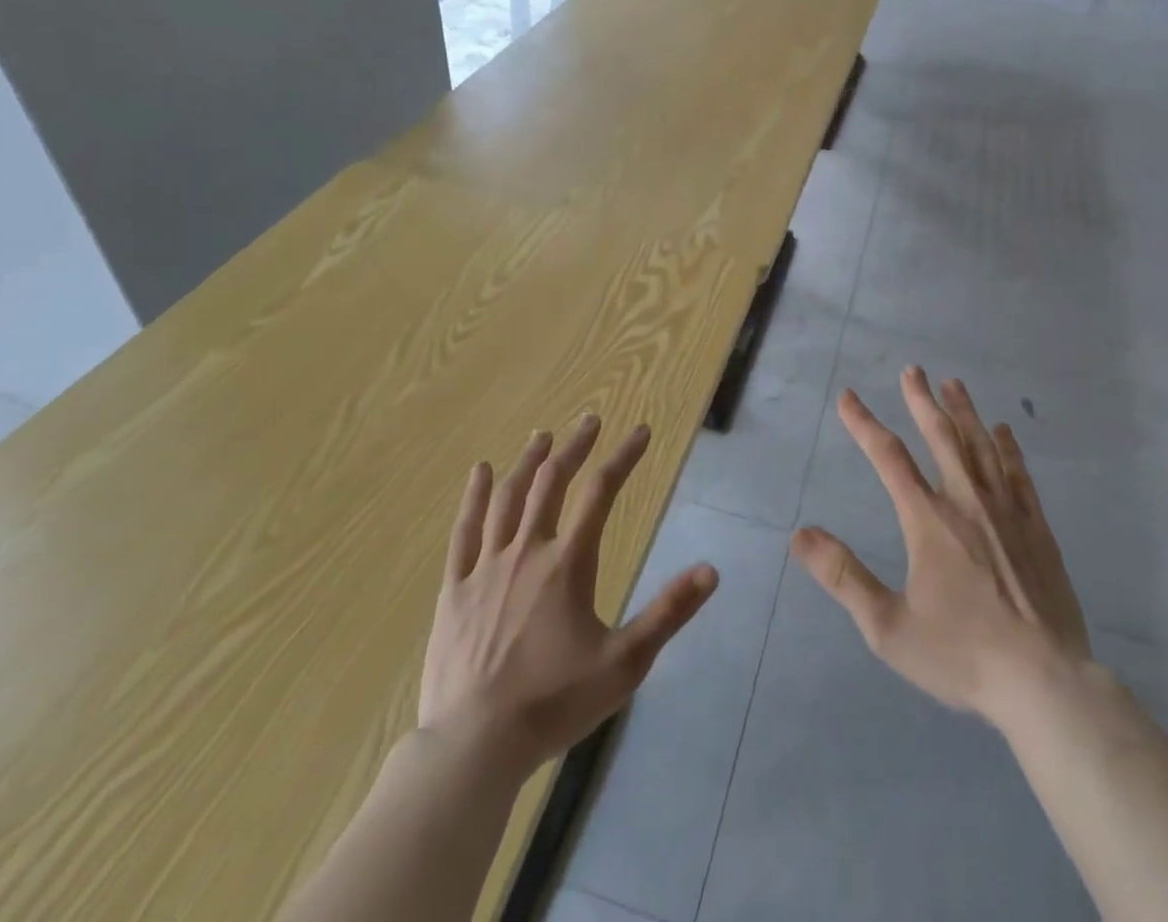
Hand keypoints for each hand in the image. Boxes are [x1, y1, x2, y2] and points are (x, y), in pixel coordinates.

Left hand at [419, 415, 717, 769]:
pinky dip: (474, 496)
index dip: (624, 456)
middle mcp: (527, 550)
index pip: (602, 491)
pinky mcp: (455, 588)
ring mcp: (486, 567)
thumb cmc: (554, 703)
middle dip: (575, 446)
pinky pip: (464, 530)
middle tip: (591, 420)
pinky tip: (481, 471)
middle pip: (553, 481)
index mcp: (568, 562)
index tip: (641, 431)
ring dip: (529, 461)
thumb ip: (669, 613)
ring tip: (542, 435)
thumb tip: (712, 570)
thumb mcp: (625, 663)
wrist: (474, 746)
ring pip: (509, 497)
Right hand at [792, 368, 1091, 727]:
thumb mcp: (888, 627)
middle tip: (913, 370)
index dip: (864, 424)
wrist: (1044, 682)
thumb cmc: (962, 654)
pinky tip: (1004, 431)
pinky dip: (1008, 447)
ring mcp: (1006, 511)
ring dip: (964, 412)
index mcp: (928, 519)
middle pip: (940, 436)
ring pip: (981, 446)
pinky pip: (1019, 474)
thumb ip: (844, 577)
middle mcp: (966, 501)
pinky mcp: (1037, 528)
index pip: (888, 457)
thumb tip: (800, 535)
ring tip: (953, 384)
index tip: (848, 397)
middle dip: (921, 400)